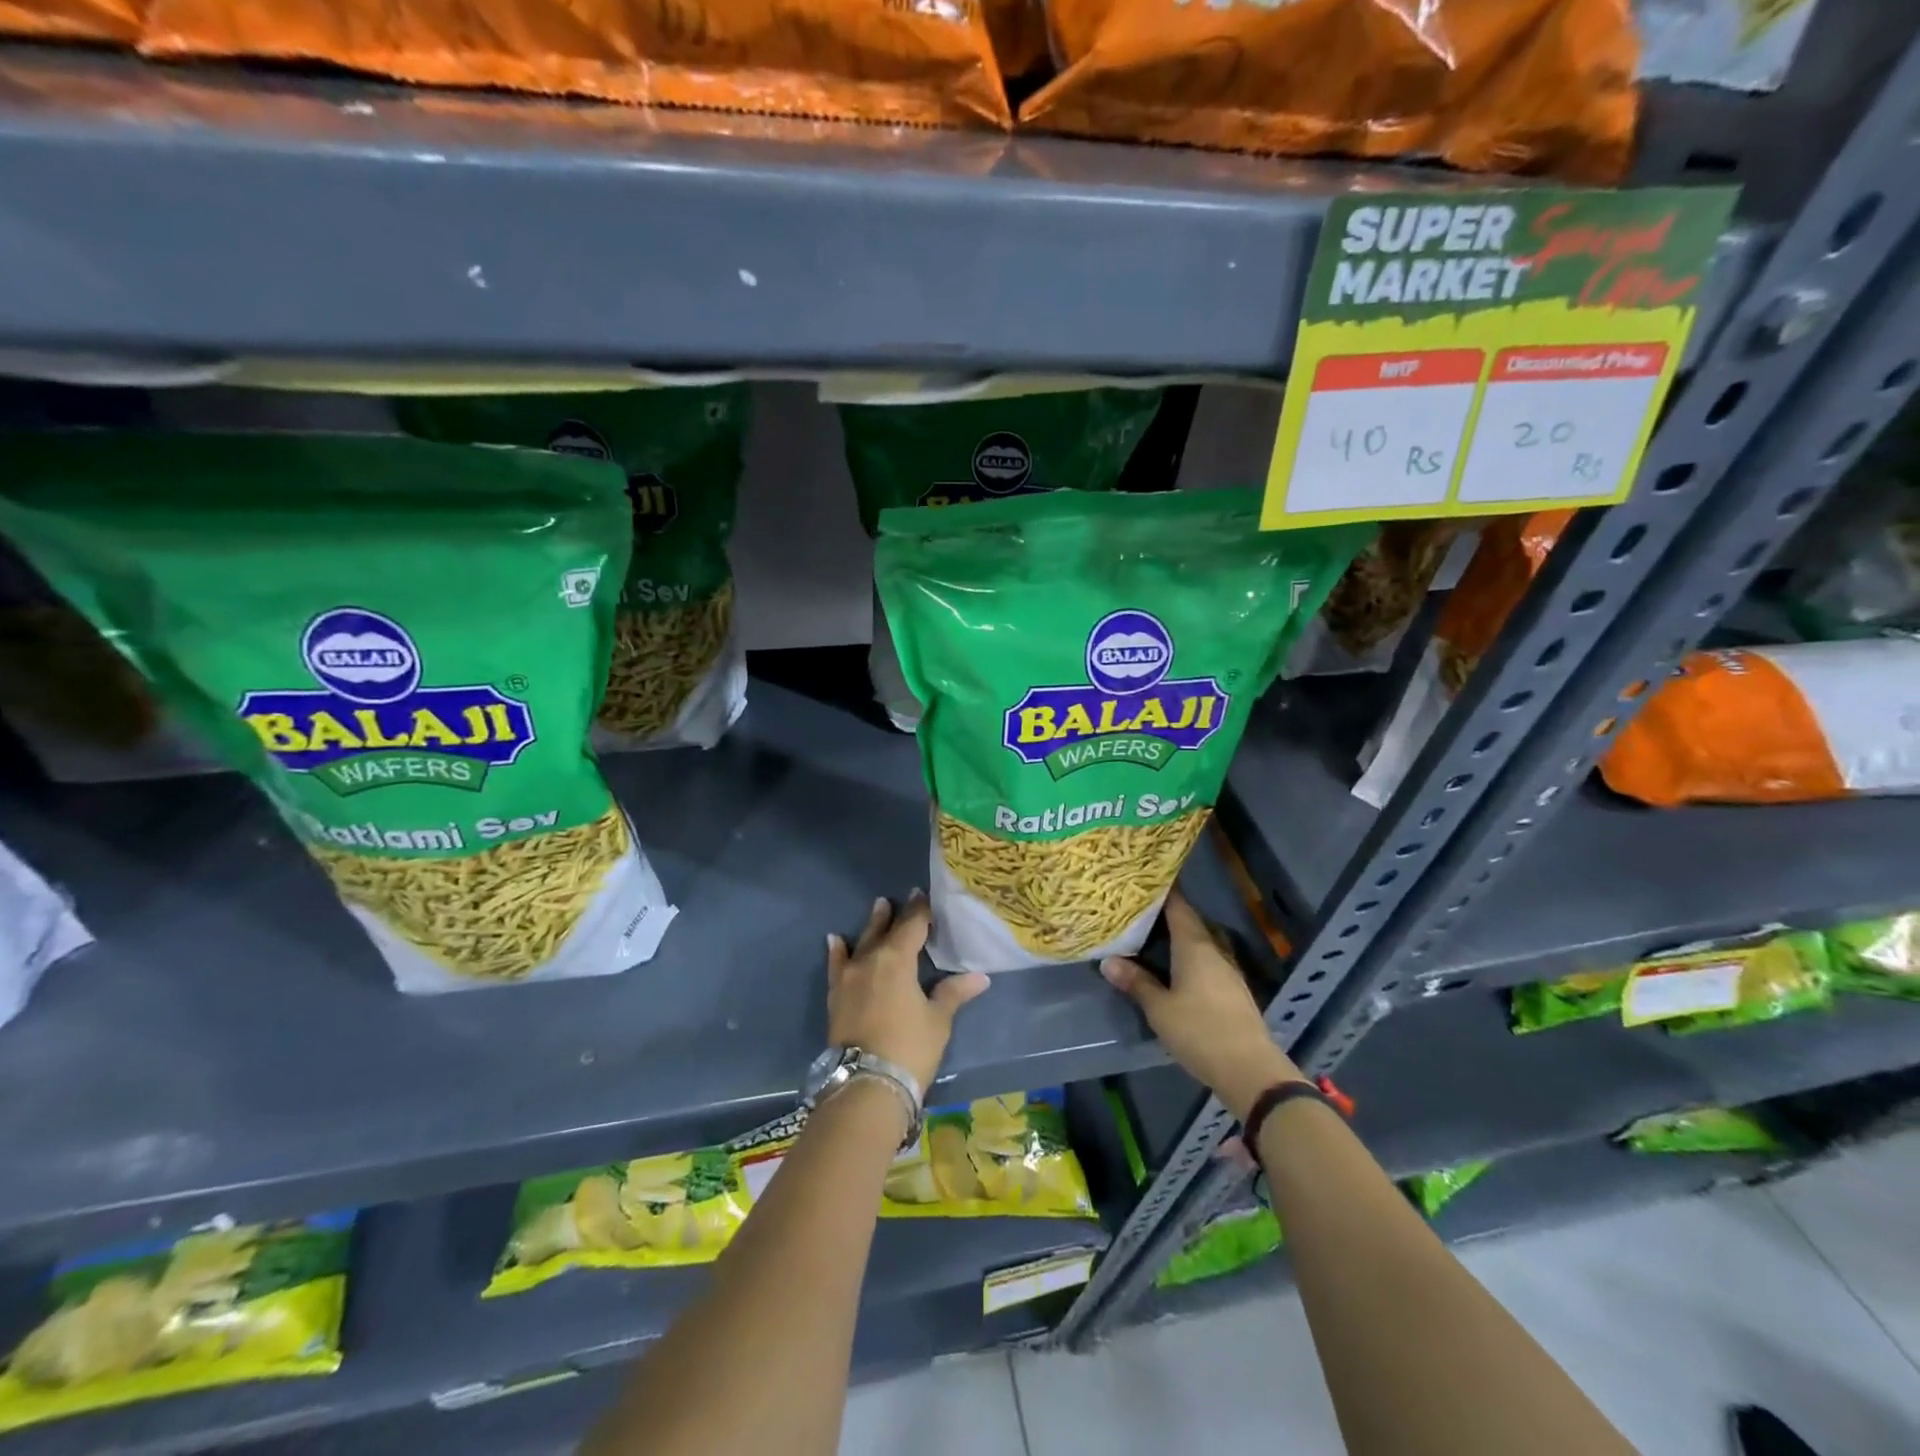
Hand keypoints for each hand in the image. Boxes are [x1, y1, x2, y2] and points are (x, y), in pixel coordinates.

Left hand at [828, 892, 989, 1092]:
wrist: (866, 1085)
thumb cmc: (909, 1047)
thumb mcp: (938, 1020)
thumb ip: (953, 993)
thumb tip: (980, 977)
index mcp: (897, 959)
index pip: (912, 926)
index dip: (919, 910)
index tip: (923, 895)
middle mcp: (870, 960)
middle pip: (884, 931)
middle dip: (894, 915)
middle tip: (899, 899)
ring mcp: (849, 977)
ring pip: (861, 943)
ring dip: (871, 926)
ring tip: (877, 908)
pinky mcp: (835, 996)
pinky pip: (836, 965)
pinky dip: (837, 951)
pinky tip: (835, 940)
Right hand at [1101, 889, 1302, 1121]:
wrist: (1250, 1069)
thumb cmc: (1200, 1031)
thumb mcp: (1159, 1008)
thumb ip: (1136, 982)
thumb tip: (1108, 961)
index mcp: (1194, 945)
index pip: (1178, 906)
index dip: (1162, 892)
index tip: (1141, 882)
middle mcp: (1213, 950)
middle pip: (1190, 922)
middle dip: (1166, 914)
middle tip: (1138, 910)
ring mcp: (1227, 970)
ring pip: (1200, 942)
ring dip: (1179, 937)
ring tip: (1151, 936)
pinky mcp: (1233, 990)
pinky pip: (1207, 961)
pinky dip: (1189, 957)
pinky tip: (1174, 967)